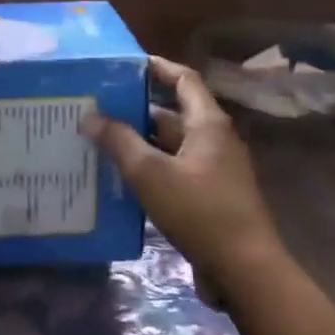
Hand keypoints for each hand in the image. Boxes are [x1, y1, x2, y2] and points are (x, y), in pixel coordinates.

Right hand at [81, 55, 286, 282]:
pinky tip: (121, 180)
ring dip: (140, 143)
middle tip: (99, 108)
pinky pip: (175, 172)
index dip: (158, 68)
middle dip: (138, 110)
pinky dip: (151, 170)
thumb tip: (91, 116)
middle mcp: (215, 141)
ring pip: (172, 146)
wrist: (243, 269)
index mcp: (208, 124)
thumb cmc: (199, 211)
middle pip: (174, 114)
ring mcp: (215, 171)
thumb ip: (119, 142)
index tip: (126, 64)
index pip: (184, 80)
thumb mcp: (150, 173)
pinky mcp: (210, 198)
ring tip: (101, 142)